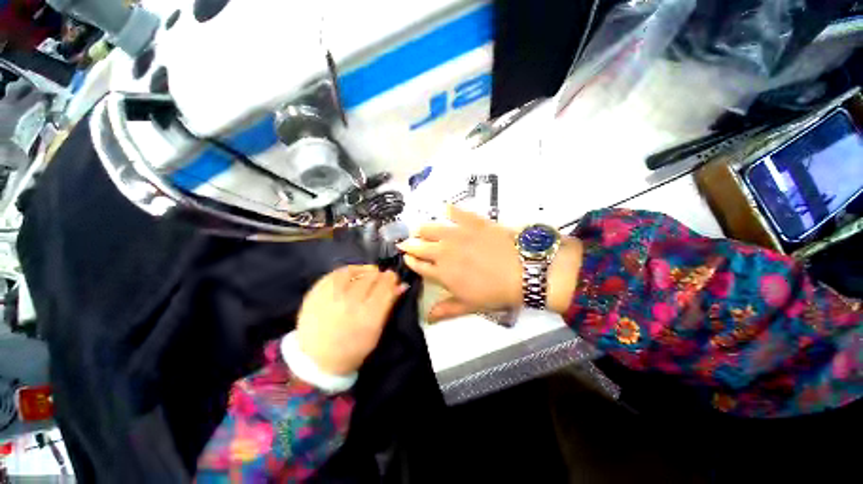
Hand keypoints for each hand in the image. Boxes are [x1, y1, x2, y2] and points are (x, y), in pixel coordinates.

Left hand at [296, 266, 406, 375]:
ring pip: (354, 271)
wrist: (316, 361)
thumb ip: (389, 305)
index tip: (393, 278)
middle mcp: (350, 303)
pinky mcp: (316, 293)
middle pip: (371, 277)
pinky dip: (348, 272)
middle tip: (381, 279)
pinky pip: (335, 273)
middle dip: (380, 276)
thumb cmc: (353, 349)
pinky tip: (353, 276)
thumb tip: (402, 285)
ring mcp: (331, 296)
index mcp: (368, 316)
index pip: (385, 286)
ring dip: (365, 271)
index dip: (391, 279)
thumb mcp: (376, 331)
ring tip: (367, 275)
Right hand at [398, 206, 582, 321]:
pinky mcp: (472, 221)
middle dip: (410, 245)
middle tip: (409, 243)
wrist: (524, 270)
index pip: (418, 265)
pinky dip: (449, 211)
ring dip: (422, 230)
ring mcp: (457, 234)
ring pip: (430, 228)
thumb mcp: (470, 305)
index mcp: (442, 273)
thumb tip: (427, 317)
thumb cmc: (496, 292)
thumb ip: (446, 309)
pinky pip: (456, 212)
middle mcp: (443, 251)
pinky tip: (446, 210)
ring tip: (422, 230)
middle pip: (419, 245)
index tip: (407, 258)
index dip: (410, 261)